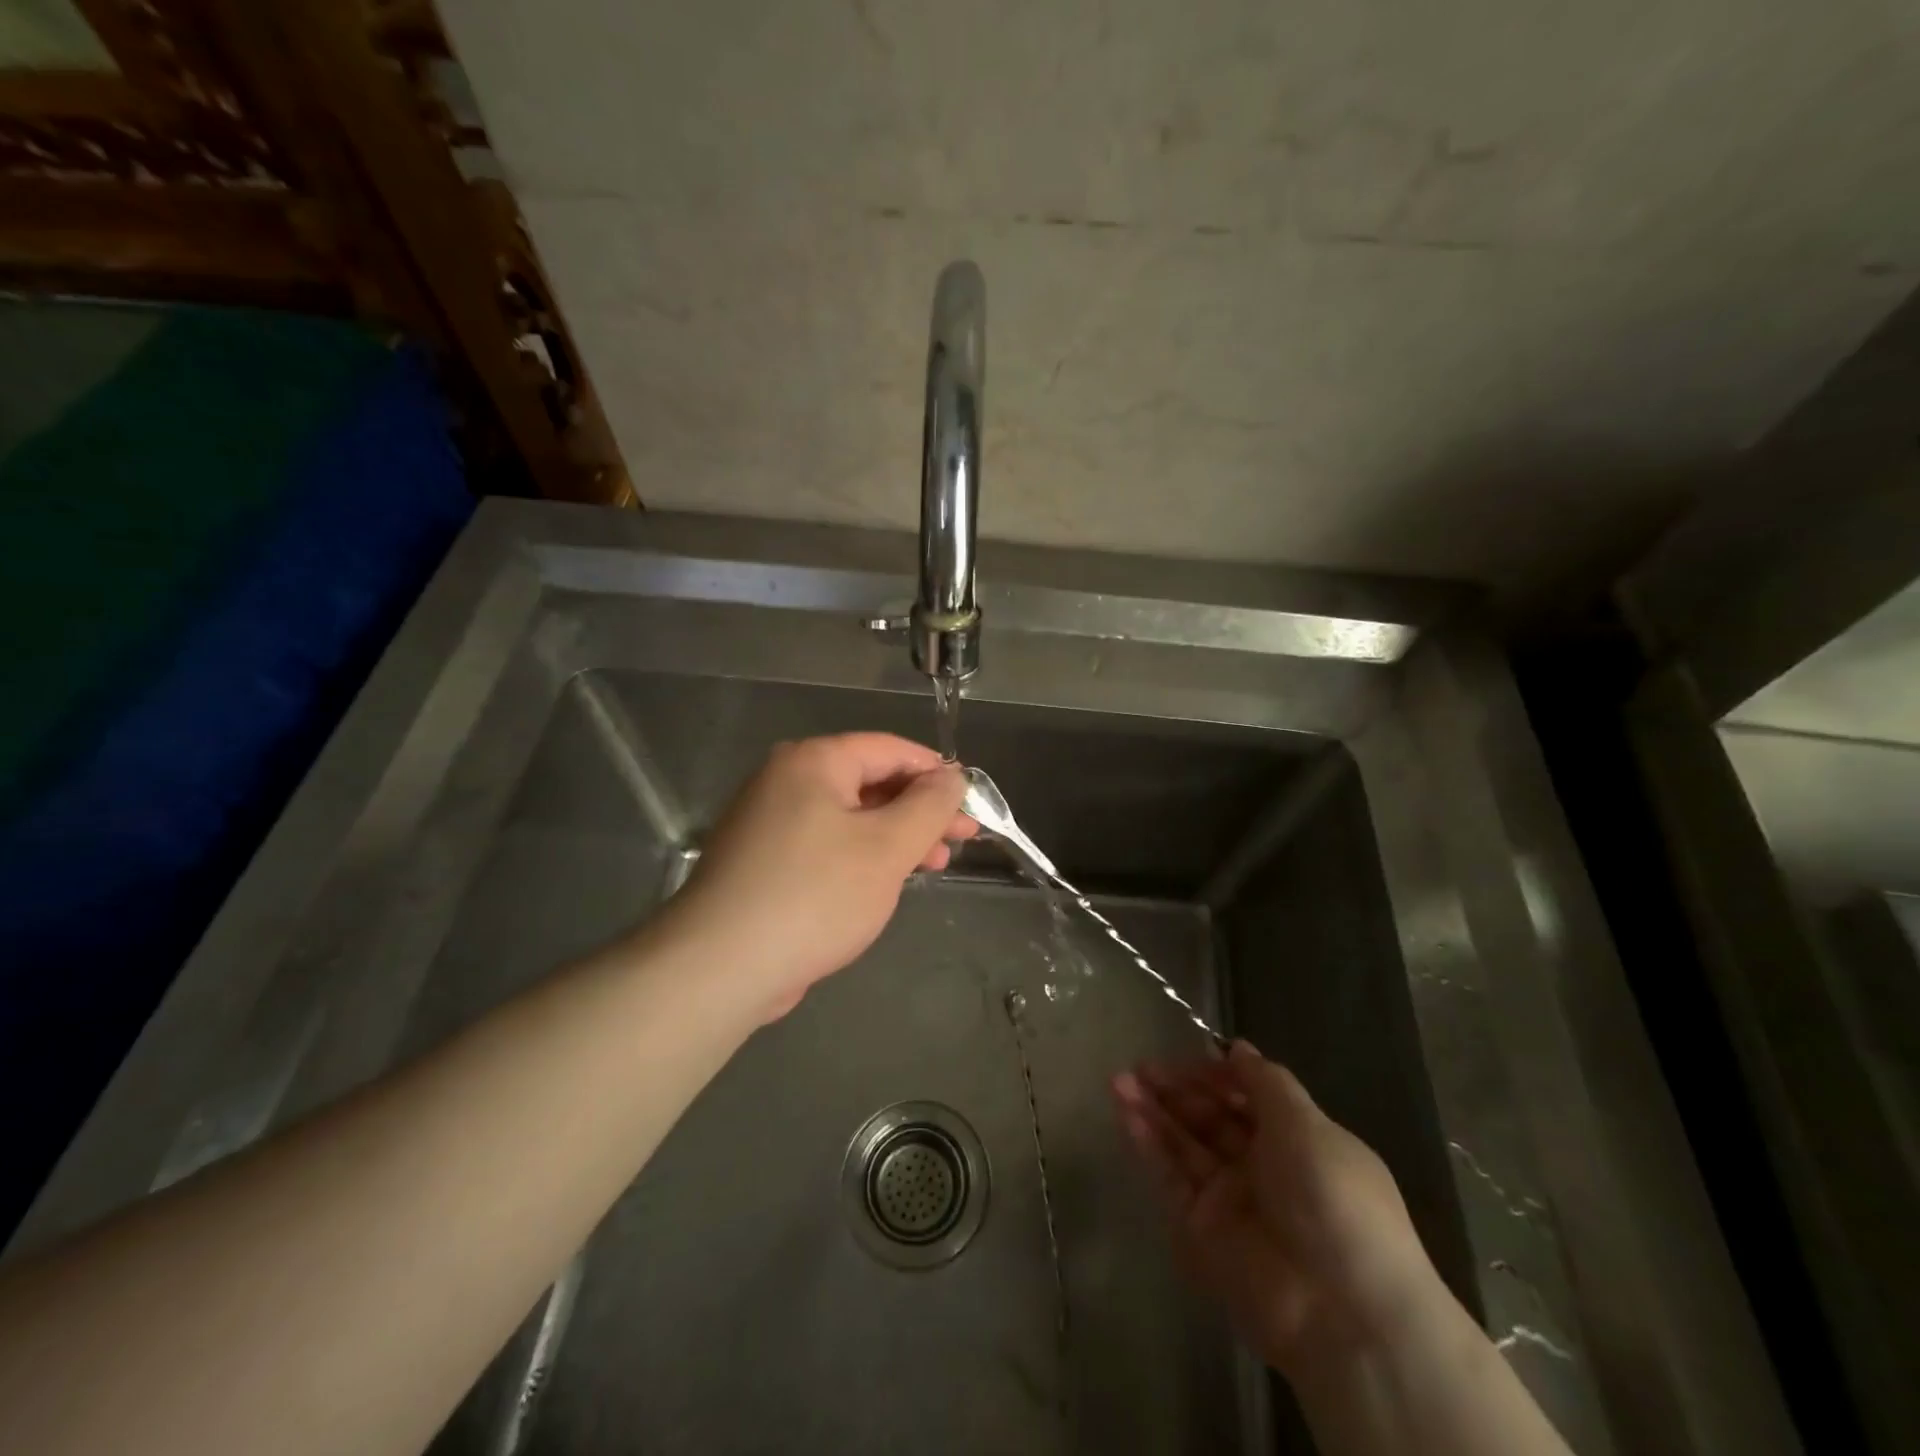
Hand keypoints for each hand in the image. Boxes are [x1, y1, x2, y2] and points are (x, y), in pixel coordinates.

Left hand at [658, 734, 974, 1018]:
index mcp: (813, 762)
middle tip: (962, 839)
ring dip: (896, 837)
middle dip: (920, 811)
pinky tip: (885, 882)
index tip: (972, 802)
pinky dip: (862, 857)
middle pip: (870, 782)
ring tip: (934, 866)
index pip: (889, 749)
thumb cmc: (815, 894)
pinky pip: (826, 845)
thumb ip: (929, 806)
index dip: (936, 772)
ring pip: (850, 817)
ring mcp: (770, 822)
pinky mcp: (764, 862)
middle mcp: (787, 780)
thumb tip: (951, 777)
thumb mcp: (887, 847)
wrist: (721, 965)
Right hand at [1112, 1042, 1441, 1379]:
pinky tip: (1125, 1112)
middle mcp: (1262, 1167)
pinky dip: (1147, 1144)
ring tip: (1118, 1080)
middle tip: (1140, 1066)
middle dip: (1176, 1089)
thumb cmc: (1335, 1200)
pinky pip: (1171, 1177)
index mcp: (1298, 1141)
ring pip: (1184, 1143)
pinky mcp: (1200, 1230)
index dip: (1217, 1074)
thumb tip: (1238, 1046)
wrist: (1341, 1312)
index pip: (1247, 1096)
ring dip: (1152, 1110)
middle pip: (1211, 1118)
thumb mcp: (1308, 1126)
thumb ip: (1265, 1082)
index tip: (1188, 1055)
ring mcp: (1229, 1199)